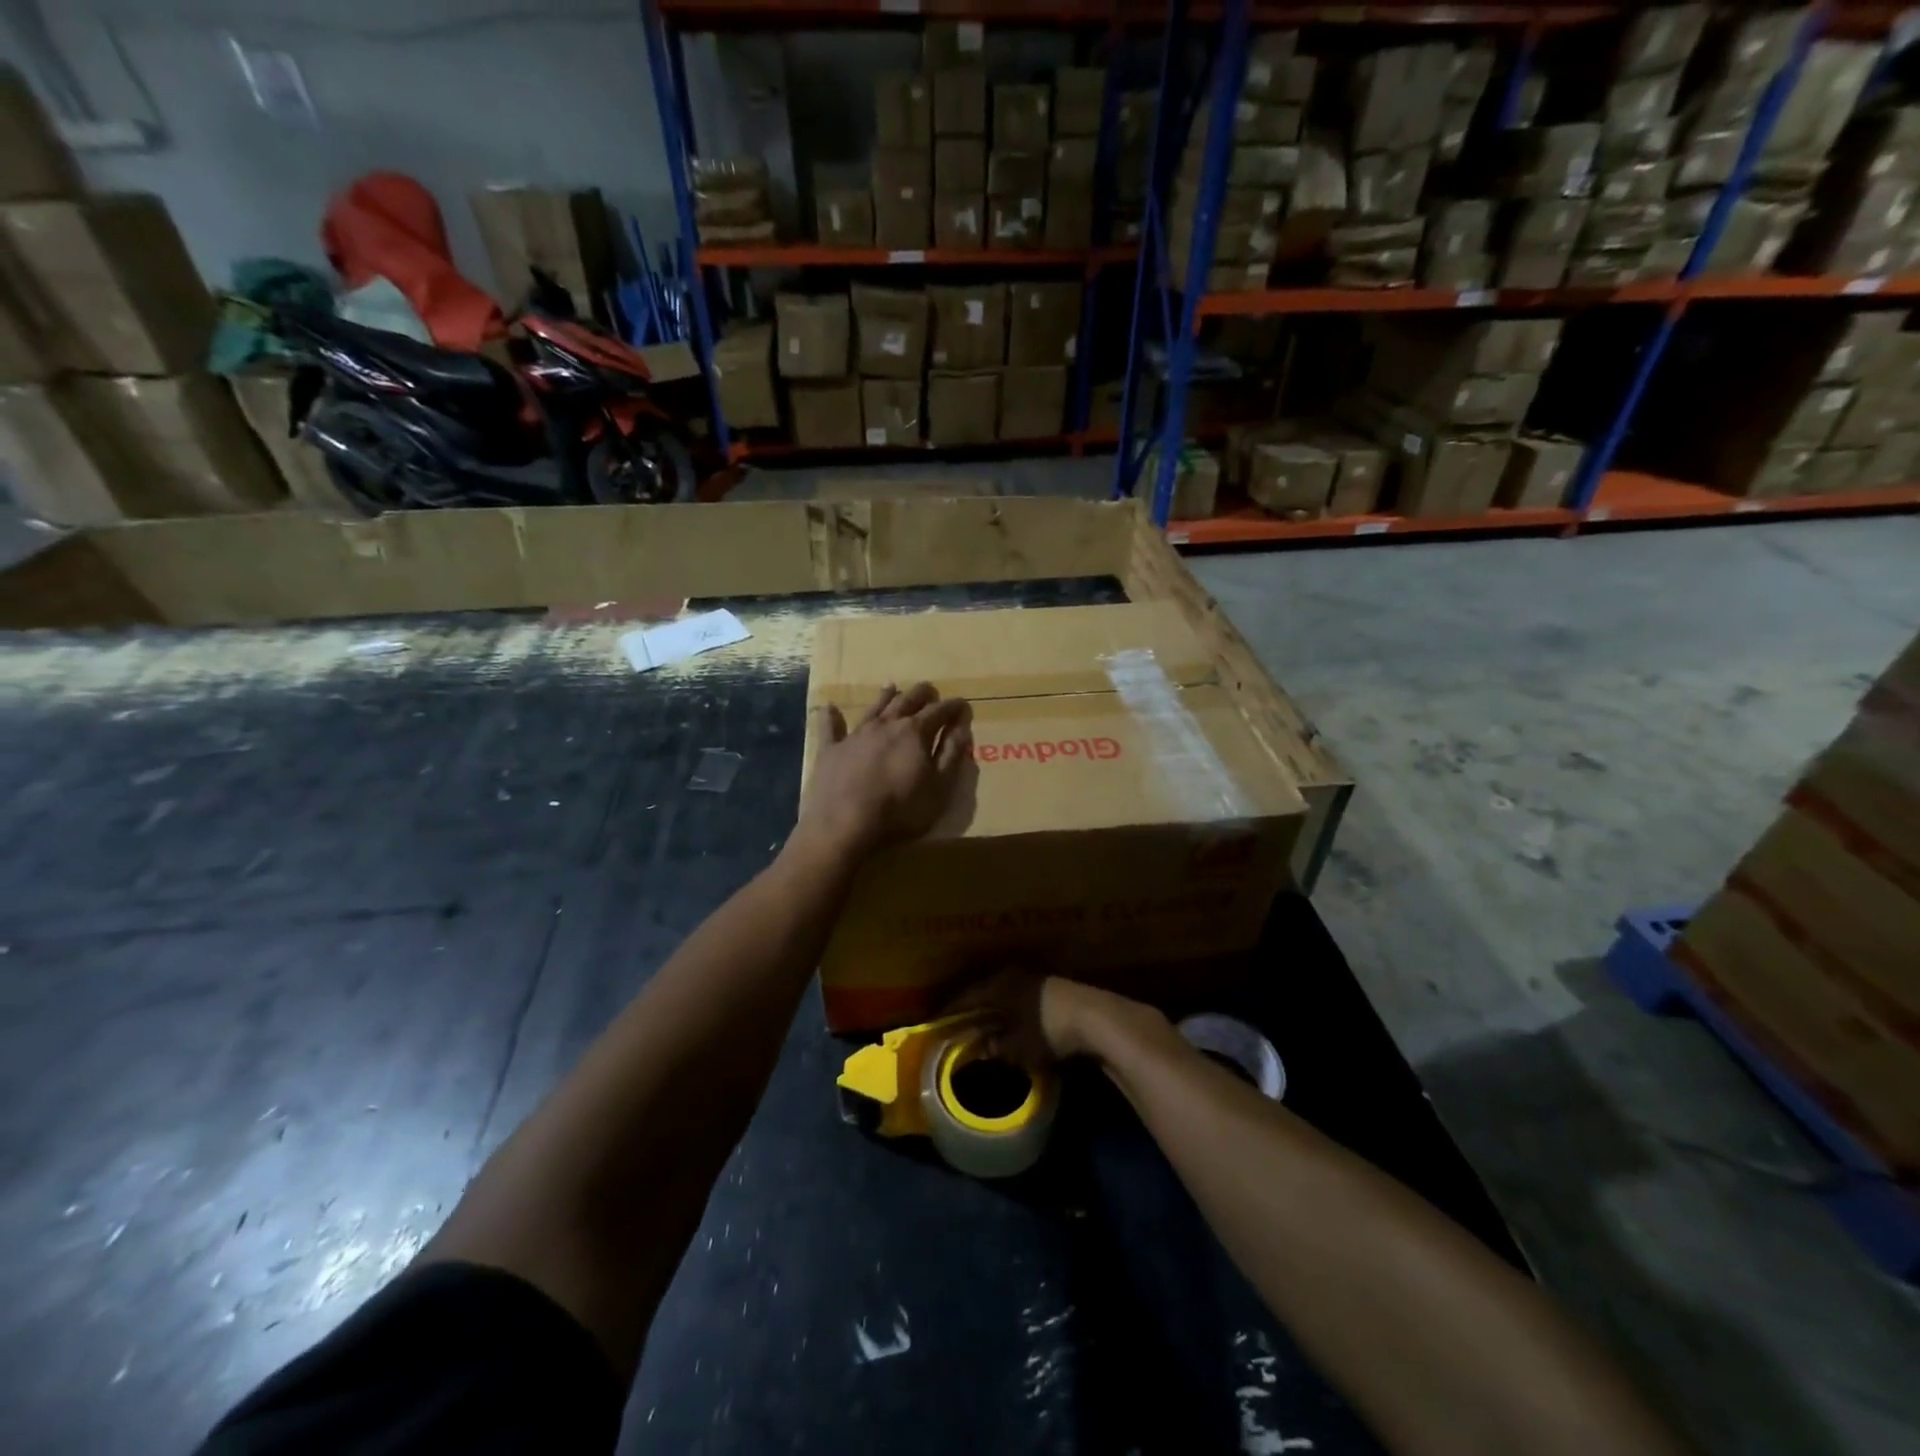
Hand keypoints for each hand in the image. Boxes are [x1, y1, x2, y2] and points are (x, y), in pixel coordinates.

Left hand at [797, 682, 971, 857]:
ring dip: (885, 696)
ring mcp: (856, 735)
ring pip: (874, 707)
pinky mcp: (831, 749)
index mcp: (915, 732)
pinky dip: (831, 716)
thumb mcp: (940, 787)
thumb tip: (961, 726)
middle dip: (922, 694)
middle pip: (907, 700)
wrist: (845, 824)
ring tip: (892, 687)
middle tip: (930, 690)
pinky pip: (830, 727)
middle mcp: (886, 725)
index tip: (962, 703)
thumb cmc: (900, 810)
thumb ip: (952, 754)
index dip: (953, 706)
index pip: (939, 711)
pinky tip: (829, 707)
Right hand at [951, 971, 1154, 1069]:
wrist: (1097, 1018)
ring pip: (1006, 995)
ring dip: (995, 1010)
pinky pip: (1023, 1000)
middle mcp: (1014, 974)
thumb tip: (982, 1047)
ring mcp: (1037, 979)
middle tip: (957, 1023)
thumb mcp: (1018, 1048)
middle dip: (973, 1008)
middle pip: (986, 992)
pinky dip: (1014, 1013)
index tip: (936, 1020)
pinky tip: (1013, 1025)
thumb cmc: (1048, 1030)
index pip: (966, 996)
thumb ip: (997, 1047)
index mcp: (998, 983)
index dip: (950, 1010)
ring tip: (983, 1026)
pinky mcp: (1055, 989)